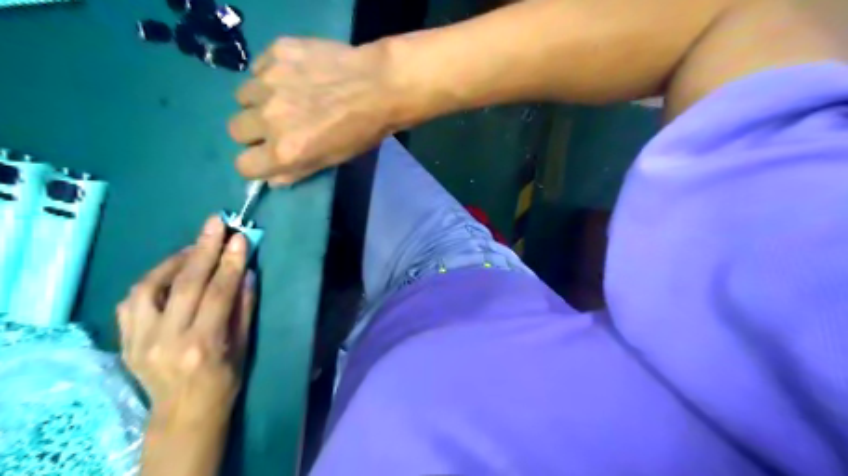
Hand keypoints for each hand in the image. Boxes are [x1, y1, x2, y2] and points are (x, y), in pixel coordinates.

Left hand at [118, 218, 254, 426]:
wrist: (183, 413)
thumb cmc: (224, 381)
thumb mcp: (244, 346)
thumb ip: (244, 308)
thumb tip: (246, 273)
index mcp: (202, 344)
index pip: (218, 293)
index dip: (230, 262)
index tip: (240, 237)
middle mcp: (167, 339)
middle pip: (185, 284)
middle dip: (203, 249)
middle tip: (215, 223)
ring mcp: (140, 340)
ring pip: (150, 287)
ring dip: (174, 260)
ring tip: (194, 246)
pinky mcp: (125, 340)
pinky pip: (132, 300)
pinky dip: (151, 279)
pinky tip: (169, 271)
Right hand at [228, 37, 400, 183]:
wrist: (379, 86)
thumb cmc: (361, 131)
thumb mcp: (332, 160)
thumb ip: (297, 171)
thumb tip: (271, 178)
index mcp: (285, 152)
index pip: (243, 166)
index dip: (255, 163)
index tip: (266, 155)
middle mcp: (269, 119)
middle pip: (236, 130)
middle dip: (254, 131)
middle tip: (278, 124)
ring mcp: (268, 82)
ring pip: (243, 97)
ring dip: (259, 101)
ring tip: (287, 96)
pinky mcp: (275, 53)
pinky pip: (257, 68)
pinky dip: (269, 74)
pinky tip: (295, 75)